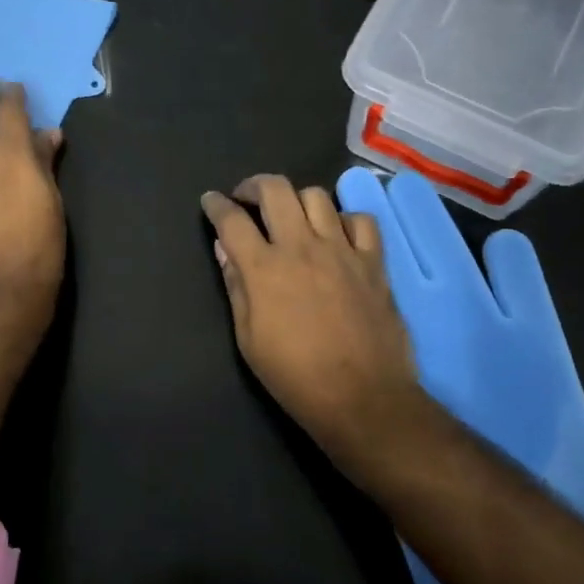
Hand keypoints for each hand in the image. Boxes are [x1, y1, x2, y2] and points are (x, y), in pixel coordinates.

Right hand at [201, 175, 422, 470]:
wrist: (362, 398)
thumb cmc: (295, 375)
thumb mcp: (248, 338)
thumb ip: (236, 286)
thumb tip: (225, 249)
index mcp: (265, 268)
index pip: (232, 220)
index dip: (216, 205)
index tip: (211, 202)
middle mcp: (302, 247)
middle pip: (275, 189)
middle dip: (253, 186)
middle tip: (247, 199)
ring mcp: (342, 250)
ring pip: (317, 196)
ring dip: (297, 200)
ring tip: (292, 216)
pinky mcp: (373, 262)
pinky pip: (361, 220)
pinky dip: (344, 220)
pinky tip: (337, 235)